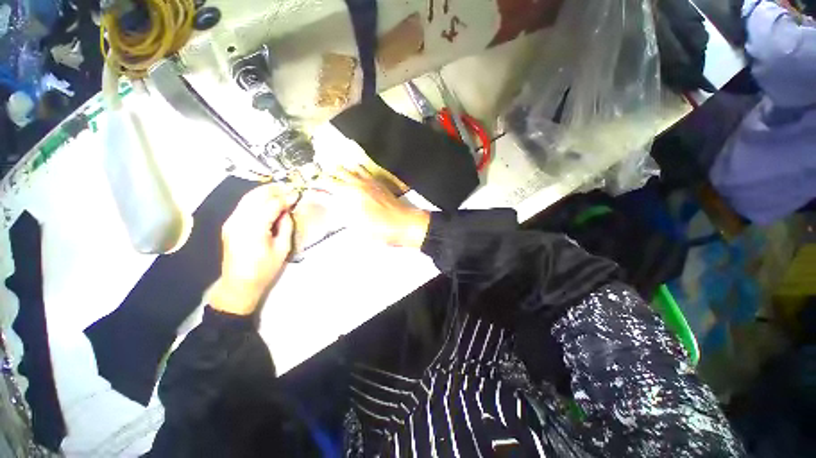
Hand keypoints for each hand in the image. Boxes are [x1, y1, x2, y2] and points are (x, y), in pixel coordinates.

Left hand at [210, 185, 297, 315]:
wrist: (239, 283)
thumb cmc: (264, 269)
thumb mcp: (282, 249)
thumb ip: (286, 227)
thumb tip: (287, 211)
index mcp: (254, 229)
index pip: (271, 205)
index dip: (285, 198)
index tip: (297, 195)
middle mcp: (239, 221)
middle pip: (256, 196)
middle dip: (273, 190)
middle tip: (289, 188)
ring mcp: (231, 221)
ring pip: (248, 198)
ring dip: (264, 192)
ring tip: (280, 190)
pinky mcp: (229, 224)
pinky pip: (244, 205)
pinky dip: (256, 199)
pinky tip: (267, 200)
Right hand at [318, 167, 429, 247]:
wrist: (402, 223)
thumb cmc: (378, 229)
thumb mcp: (354, 225)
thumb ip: (339, 211)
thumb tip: (327, 201)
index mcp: (348, 195)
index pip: (325, 186)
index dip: (315, 188)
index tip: (309, 190)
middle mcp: (356, 184)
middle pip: (335, 174)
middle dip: (325, 177)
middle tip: (319, 182)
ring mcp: (367, 181)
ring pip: (349, 168)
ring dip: (339, 171)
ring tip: (334, 175)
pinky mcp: (377, 182)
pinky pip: (363, 169)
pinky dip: (354, 169)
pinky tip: (353, 173)